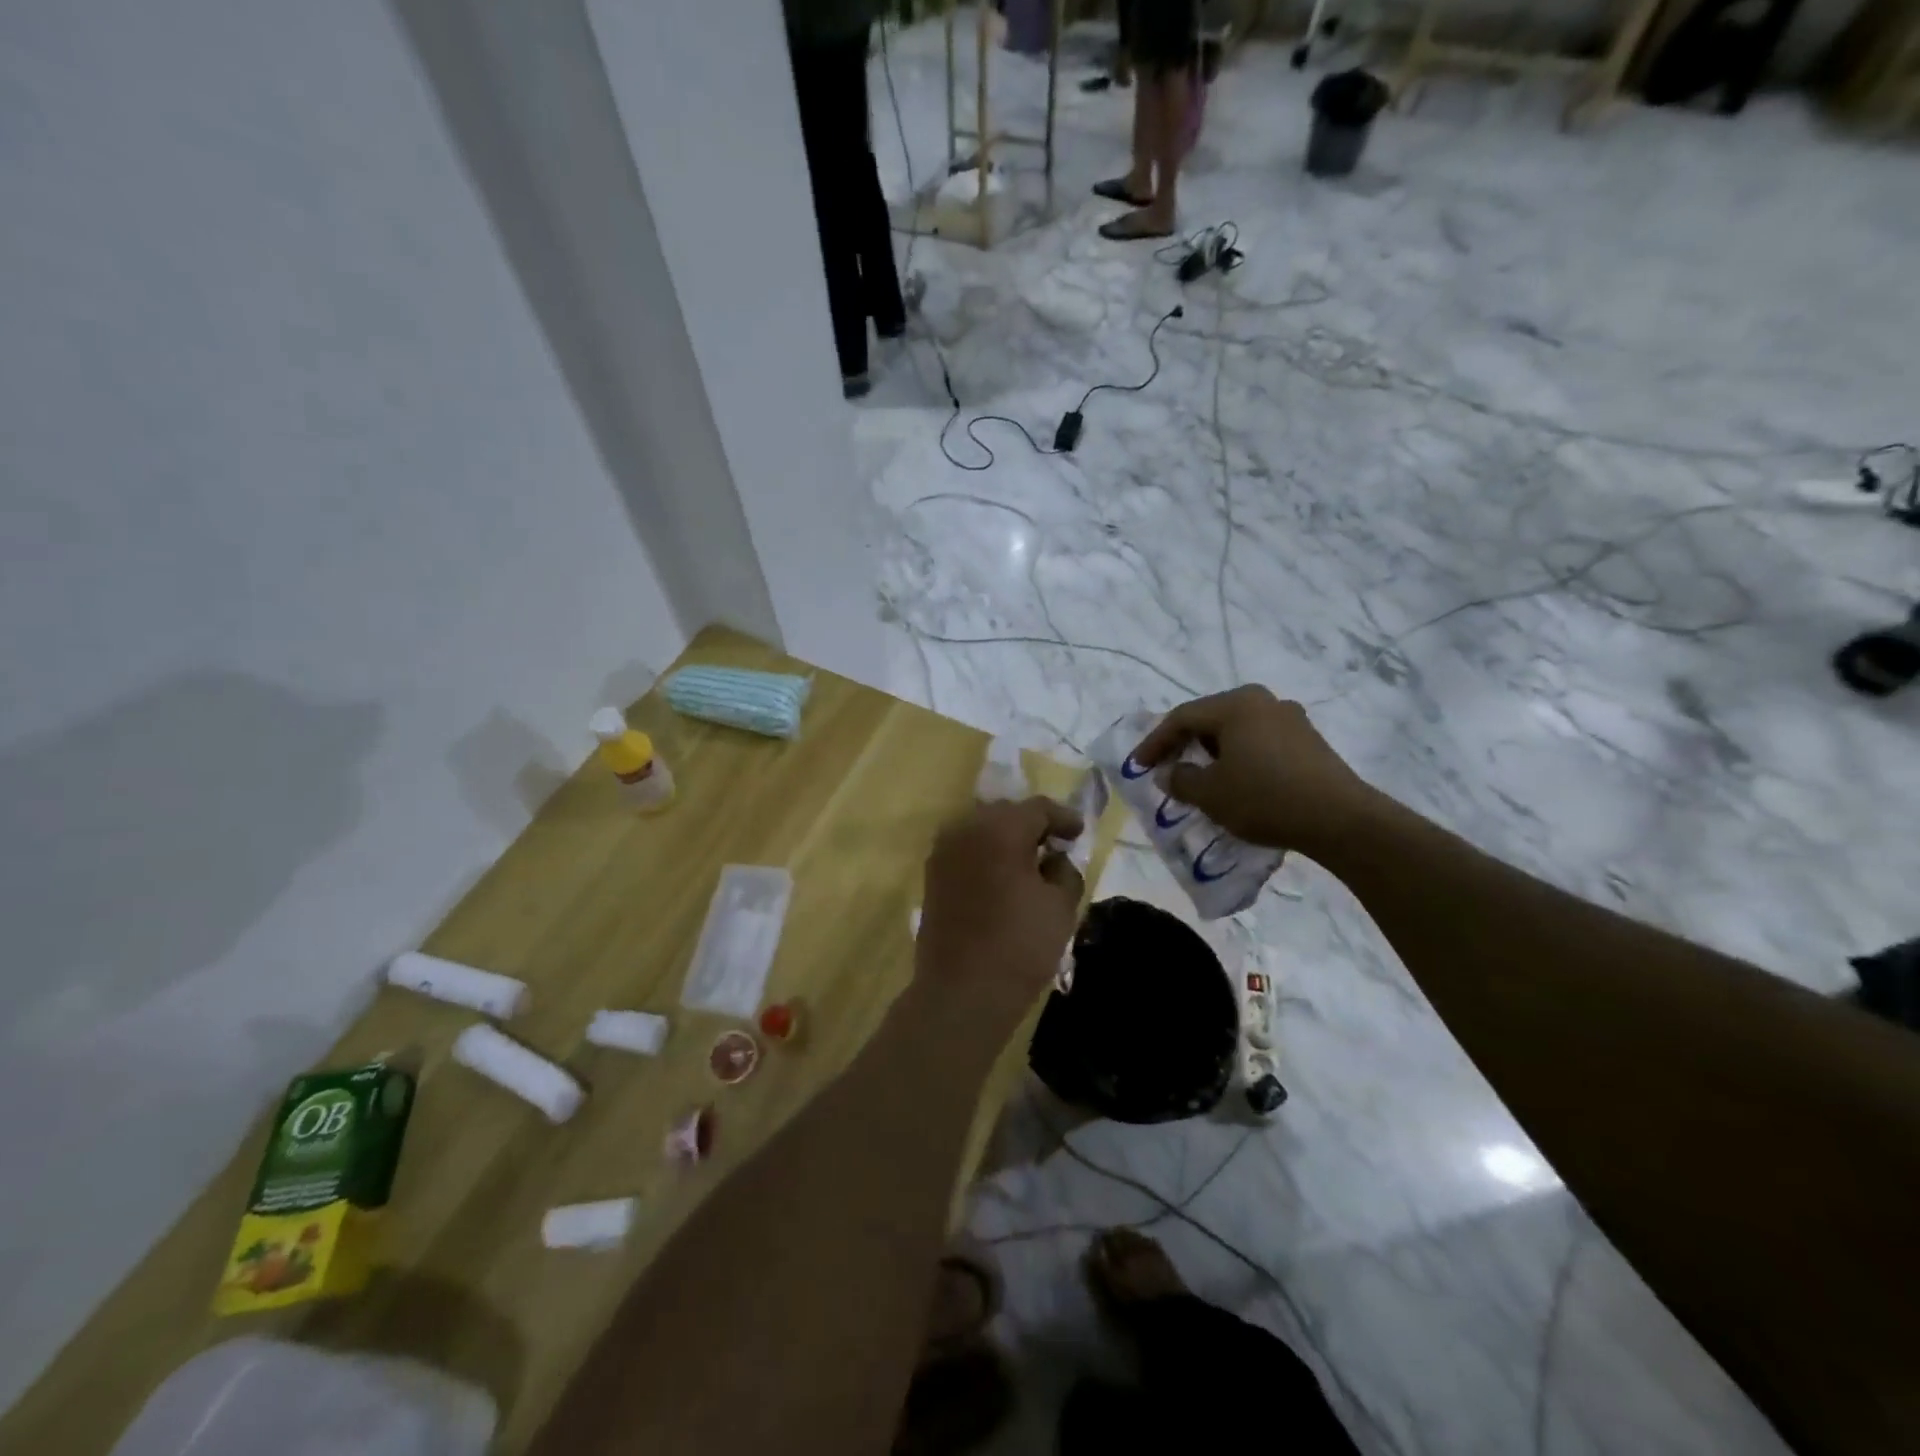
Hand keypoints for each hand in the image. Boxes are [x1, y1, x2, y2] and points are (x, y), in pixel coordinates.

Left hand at [916, 797, 1083, 1034]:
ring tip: (1029, 861)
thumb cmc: (1019, 946)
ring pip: (981, 829)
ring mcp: (943, 851)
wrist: (962, 991)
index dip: (1063, 818)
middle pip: (1006, 813)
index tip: (1079, 832)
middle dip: (1032, 824)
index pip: (1038, 808)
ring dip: (1006, 838)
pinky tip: (1002, 876)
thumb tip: (1055, 858)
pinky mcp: (932, 875)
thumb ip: (1065, 870)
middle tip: (1055, 845)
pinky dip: (986, 854)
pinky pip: (965, 849)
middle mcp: (965, 829)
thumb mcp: (1061, 906)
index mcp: (1000, 829)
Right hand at [1131, 686, 1376, 858]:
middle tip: (1166, 766)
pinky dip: (1239, 756)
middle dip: (1184, 743)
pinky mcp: (1308, 740)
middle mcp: (1263, 701)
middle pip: (1210, 718)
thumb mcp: (1210, 794)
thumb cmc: (1265, 798)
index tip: (1138, 766)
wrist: (1340, 819)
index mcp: (1235, 704)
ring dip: (1212, 751)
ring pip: (1236, 730)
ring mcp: (1290, 718)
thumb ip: (1180, 780)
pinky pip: (1259, 741)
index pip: (1182, 718)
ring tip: (1200, 776)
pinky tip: (1236, 780)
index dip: (1155, 742)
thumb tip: (1168, 773)